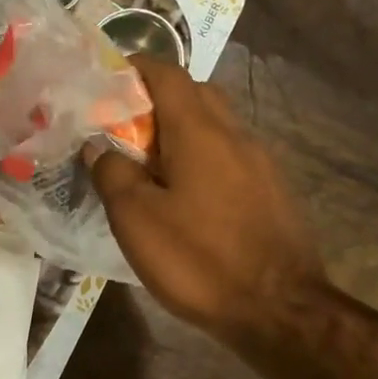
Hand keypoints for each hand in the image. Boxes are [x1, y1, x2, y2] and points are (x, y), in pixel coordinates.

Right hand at [89, 58, 323, 343]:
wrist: (278, 309)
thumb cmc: (199, 260)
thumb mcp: (137, 220)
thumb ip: (113, 173)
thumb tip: (99, 145)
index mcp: (199, 130)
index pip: (166, 73)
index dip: (133, 69)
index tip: (104, 85)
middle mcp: (235, 134)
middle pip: (195, 94)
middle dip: (157, 101)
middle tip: (123, 131)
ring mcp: (261, 162)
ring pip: (216, 126)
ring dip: (182, 132)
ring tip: (150, 166)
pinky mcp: (272, 190)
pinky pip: (230, 156)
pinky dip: (203, 159)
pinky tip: (188, 196)